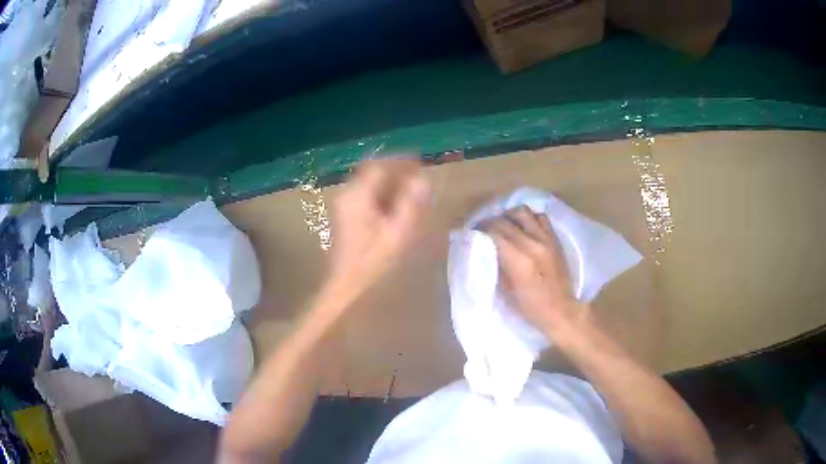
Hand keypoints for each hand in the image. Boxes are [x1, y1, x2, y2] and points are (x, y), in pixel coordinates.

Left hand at [327, 158, 430, 296]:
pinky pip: (367, 197)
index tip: (421, 164)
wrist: (347, 288)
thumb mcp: (398, 233)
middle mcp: (347, 195)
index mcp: (357, 195)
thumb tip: (423, 180)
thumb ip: (411, 204)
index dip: (402, 162)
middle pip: (373, 172)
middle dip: (396, 172)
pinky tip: (396, 209)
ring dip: (390, 185)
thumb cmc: (373, 262)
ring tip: (412, 194)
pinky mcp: (346, 218)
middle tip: (418, 179)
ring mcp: (344, 207)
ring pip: (370, 185)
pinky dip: (383, 197)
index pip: (380, 166)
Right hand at [484, 206, 580, 332]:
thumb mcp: (506, 290)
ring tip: (504, 224)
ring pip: (522, 212)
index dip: (480, 228)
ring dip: (509, 215)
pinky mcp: (555, 239)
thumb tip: (486, 248)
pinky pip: (540, 218)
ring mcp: (546, 239)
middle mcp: (532, 244)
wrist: (561, 310)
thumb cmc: (530, 307)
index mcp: (518, 260)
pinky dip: (529, 218)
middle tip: (483, 228)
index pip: (494, 232)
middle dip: (490, 222)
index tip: (473, 231)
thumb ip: (497, 265)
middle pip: (505, 220)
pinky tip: (524, 227)